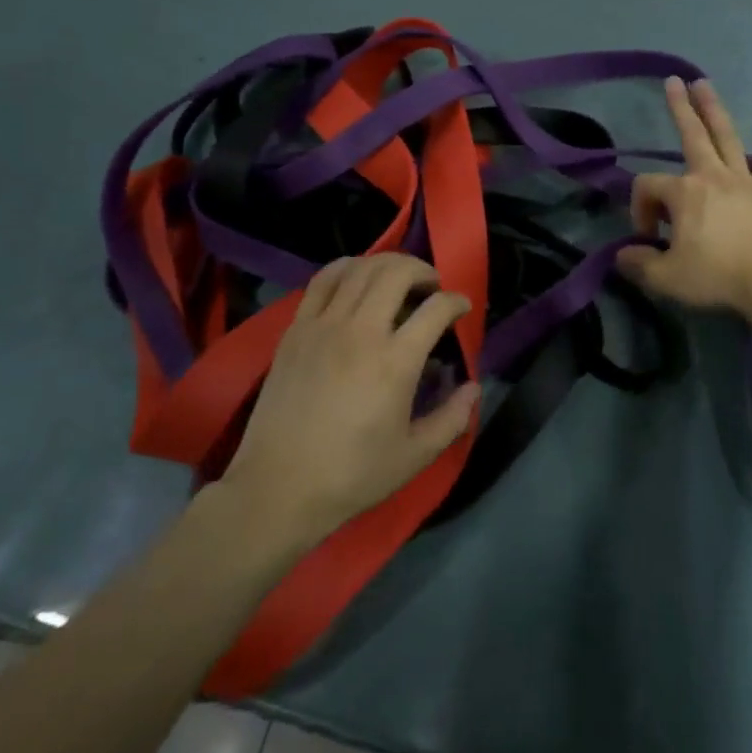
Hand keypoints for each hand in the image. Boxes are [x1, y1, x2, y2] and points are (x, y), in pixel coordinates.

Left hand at [220, 255, 479, 549]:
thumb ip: (453, 418)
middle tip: (432, 287)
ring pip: (360, 268)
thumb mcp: (415, 456)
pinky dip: (346, 268)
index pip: (436, 309)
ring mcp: (323, 326)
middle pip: (397, 272)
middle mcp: (360, 331)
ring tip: (398, 279)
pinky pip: (323, 280)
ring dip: (387, 264)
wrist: (278, 488)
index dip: (457, 301)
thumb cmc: (352, 475)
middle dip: (424, 270)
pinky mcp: (296, 329)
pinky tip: (356, 279)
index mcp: (395, 362)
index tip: (462, 308)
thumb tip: (474, 387)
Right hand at [617, 78, 751, 317]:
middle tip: (673, 81)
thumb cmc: (716, 276)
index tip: (648, 240)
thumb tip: (623, 255)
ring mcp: (744, 182)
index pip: (648, 187)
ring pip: (727, 138)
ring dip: (715, 110)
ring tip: (705, 85)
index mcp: (684, 193)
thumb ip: (640, 263)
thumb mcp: (666, 277)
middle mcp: (712, 177)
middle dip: (680, 108)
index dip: (640, 210)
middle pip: (692, 135)